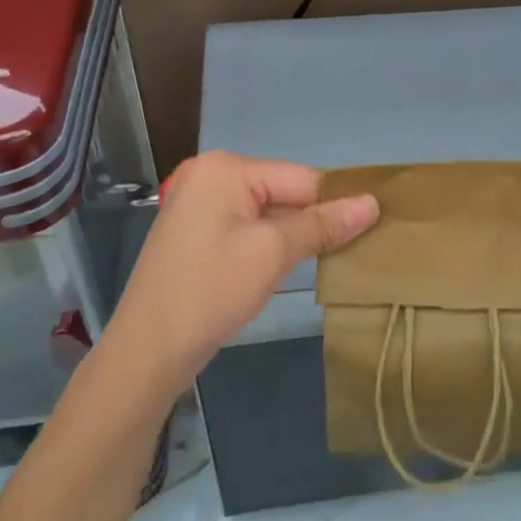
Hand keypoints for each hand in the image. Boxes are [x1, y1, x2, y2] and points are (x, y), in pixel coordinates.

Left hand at [97, 151, 379, 403]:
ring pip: (268, 210)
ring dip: (294, 233)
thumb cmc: (211, 292)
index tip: (372, 229)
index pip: (302, 177)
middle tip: (350, 250)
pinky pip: (247, 225)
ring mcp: (199, 202)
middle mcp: (210, 174)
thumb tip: (373, 203)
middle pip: (285, 190)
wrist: (147, 352)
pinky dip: (270, 242)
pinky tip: (285, 264)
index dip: (336, 204)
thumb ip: (323, 224)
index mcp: (226, 168)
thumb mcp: (273, 254)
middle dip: (313, 220)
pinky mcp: (196, 230)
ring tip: (326, 258)